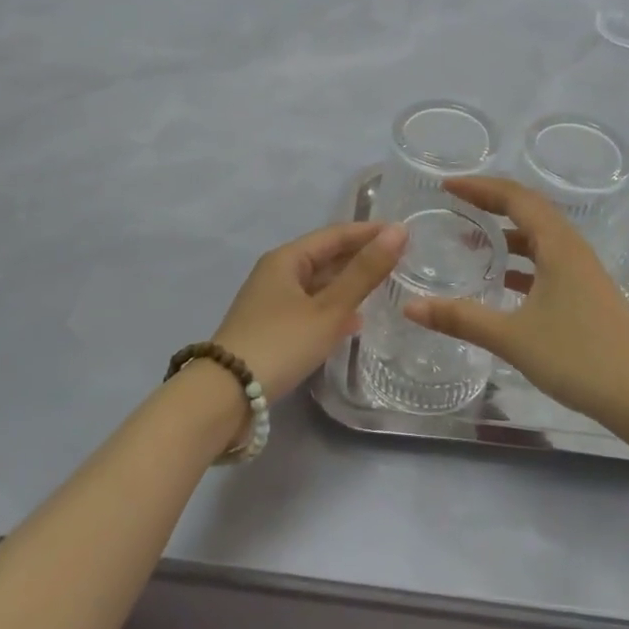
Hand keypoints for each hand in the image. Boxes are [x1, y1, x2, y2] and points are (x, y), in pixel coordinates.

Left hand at [212, 221, 407, 401]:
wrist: (225, 396)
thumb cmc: (281, 343)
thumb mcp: (329, 309)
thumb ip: (364, 272)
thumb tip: (399, 231)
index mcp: (287, 259)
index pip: (335, 235)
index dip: (369, 232)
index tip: (403, 234)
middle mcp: (277, 273)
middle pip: (325, 257)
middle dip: (359, 257)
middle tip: (399, 260)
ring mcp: (271, 302)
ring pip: (318, 284)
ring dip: (348, 284)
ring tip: (382, 287)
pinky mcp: (270, 329)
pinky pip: (310, 307)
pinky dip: (333, 308)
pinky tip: (353, 322)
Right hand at [403, 177, 628, 433]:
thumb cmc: (578, 356)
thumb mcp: (512, 337)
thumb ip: (461, 318)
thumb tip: (410, 306)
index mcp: (557, 244)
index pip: (515, 197)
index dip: (479, 187)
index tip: (447, 187)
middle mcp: (571, 247)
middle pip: (528, 209)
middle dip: (491, 202)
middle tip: (455, 204)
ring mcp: (581, 269)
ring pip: (539, 235)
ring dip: (506, 231)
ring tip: (471, 239)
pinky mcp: (585, 291)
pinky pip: (546, 258)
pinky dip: (520, 258)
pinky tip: (501, 279)